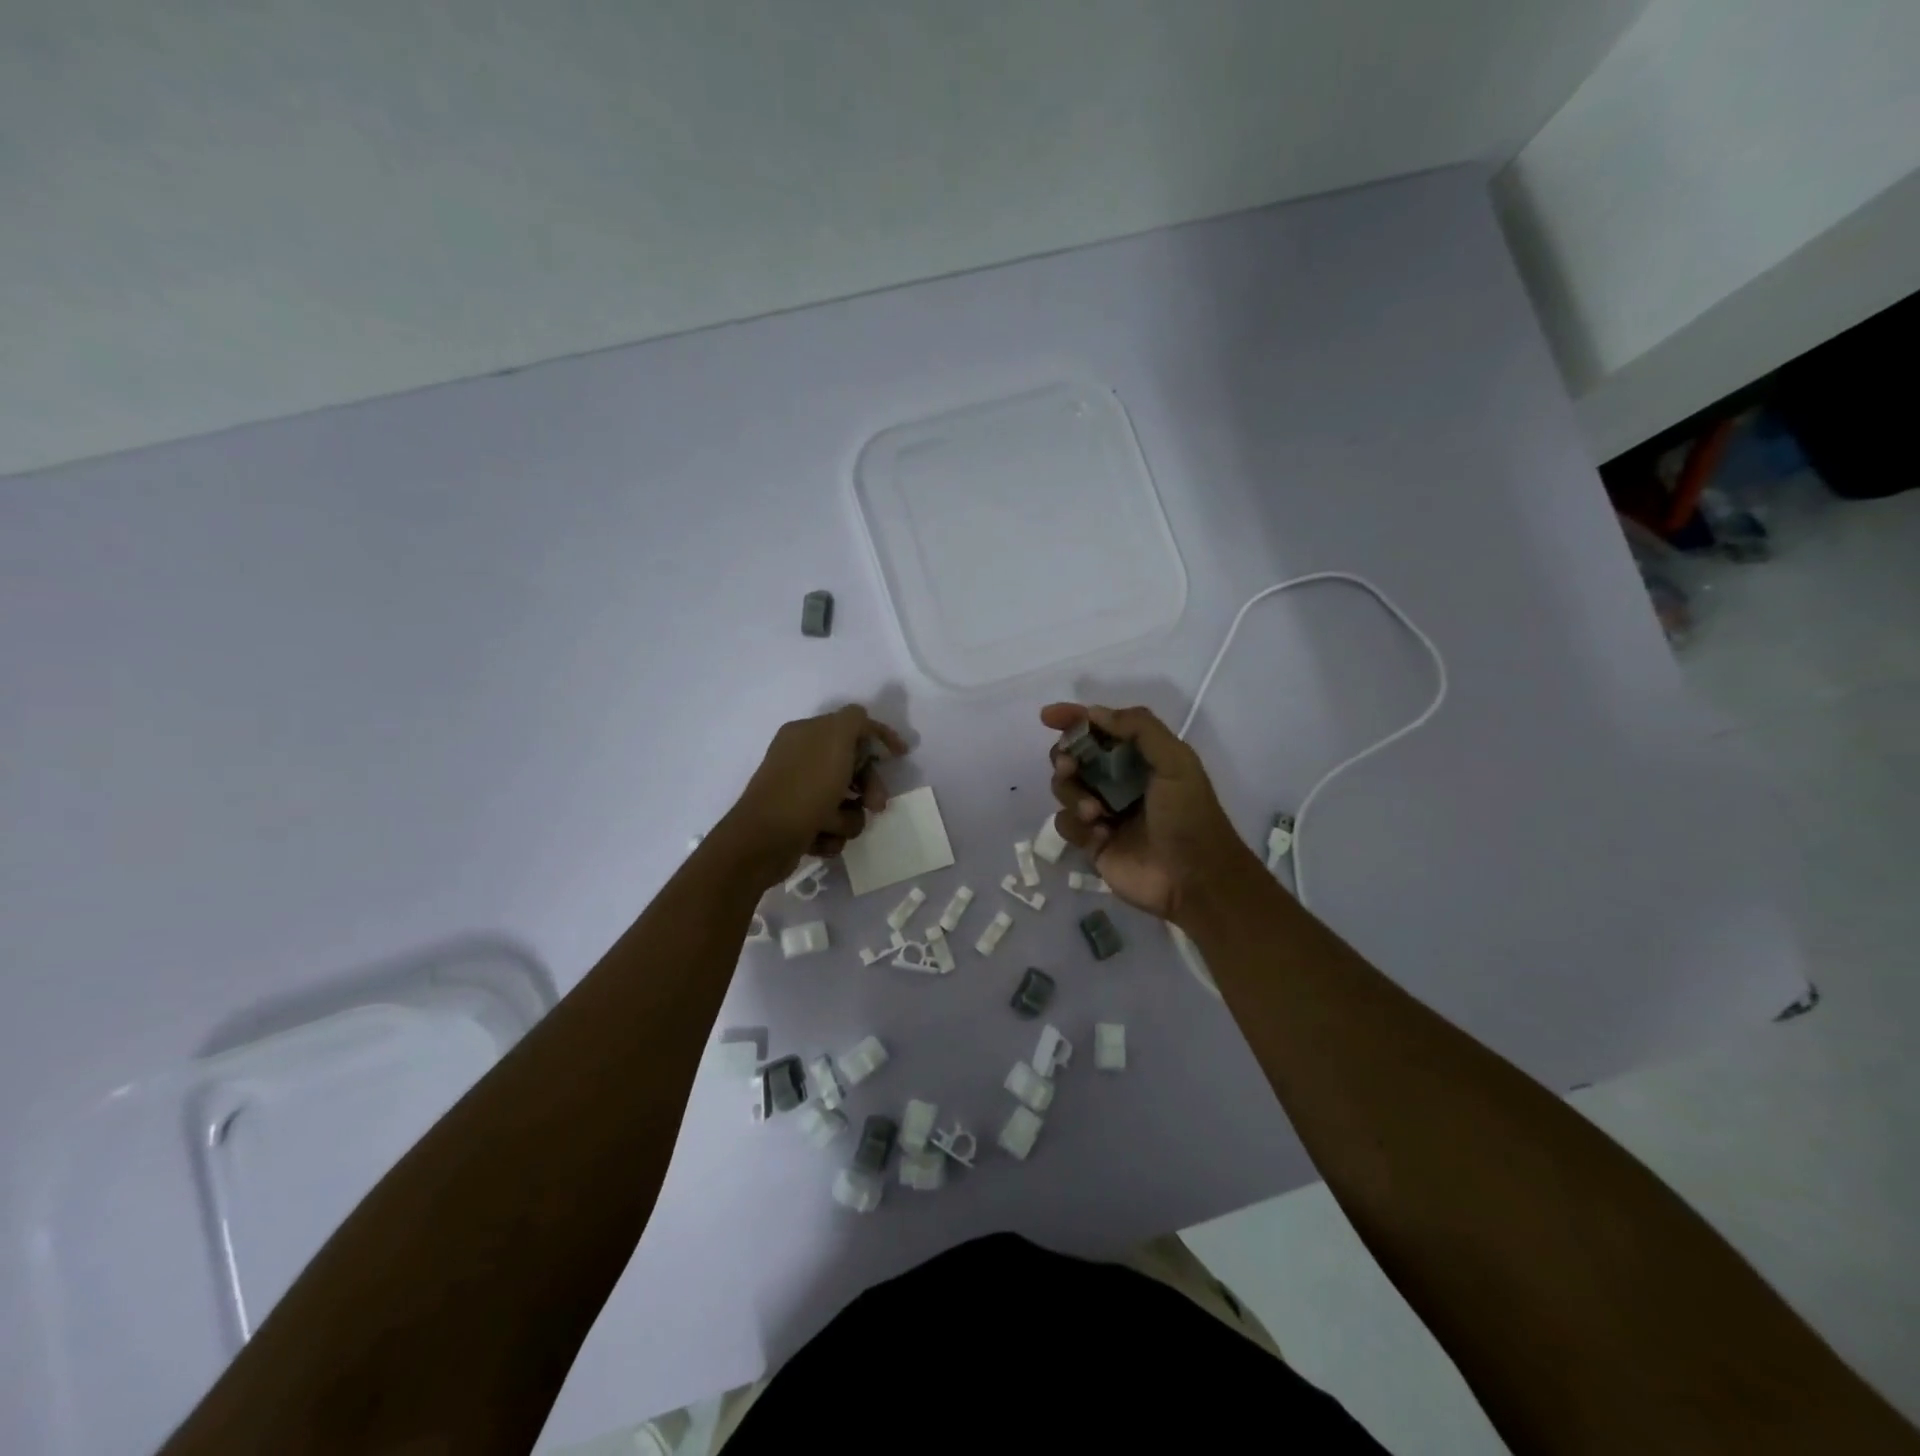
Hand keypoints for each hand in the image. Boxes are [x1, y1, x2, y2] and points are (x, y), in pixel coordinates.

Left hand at [717, 705, 908, 886]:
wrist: (764, 840)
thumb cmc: (805, 787)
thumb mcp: (836, 740)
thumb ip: (855, 720)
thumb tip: (862, 720)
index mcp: (806, 733)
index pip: (852, 726)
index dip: (879, 737)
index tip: (901, 755)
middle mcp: (800, 759)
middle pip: (852, 767)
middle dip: (869, 786)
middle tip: (876, 805)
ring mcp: (798, 792)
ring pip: (845, 802)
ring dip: (849, 817)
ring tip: (834, 826)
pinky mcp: (797, 822)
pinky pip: (831, 826)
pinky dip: (831, 834)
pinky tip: (820, 838)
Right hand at [1043, 703, 1258, 924]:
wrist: (1195, 879)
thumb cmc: (1190, 816)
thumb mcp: (1176, 762)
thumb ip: (1140, 729)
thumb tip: (1093, 713)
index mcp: (1140, 758)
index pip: (1099, 729)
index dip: (1073, 719)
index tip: (1048, 716)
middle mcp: (1117, 781)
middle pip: (1073, 757)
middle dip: (1065, 757)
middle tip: (1070, 766)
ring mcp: (1102, 812)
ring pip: (1064, 789)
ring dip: (1072, 794)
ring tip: (1095, 812)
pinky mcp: (1091, 842)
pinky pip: (1064, 823)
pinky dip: (1076, 824)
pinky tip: (1101, 835)